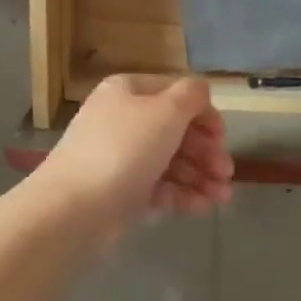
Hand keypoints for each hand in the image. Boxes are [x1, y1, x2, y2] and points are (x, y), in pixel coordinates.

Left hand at [34, 74, 234, 231]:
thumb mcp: (166, 111)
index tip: (223, 137)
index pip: (175, 94)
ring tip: (223, 198)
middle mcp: (123, 120)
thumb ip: (191, 95)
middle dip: (206, 152)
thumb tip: (200, 91)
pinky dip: (182, 195)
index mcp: (128, 91)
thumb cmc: (124, 149)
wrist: (73, 209)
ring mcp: (120, 158)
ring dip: (200, 176)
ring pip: (169, 162)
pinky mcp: (120, 193)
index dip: (203, 113)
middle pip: (175, 131)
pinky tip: (204, 207)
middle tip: (227, 173)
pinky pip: (158, 188)